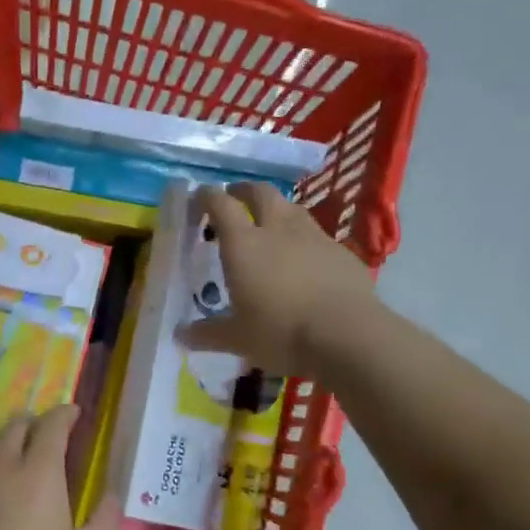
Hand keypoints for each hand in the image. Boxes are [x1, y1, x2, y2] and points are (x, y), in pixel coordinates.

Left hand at [0, 405, 122, 529]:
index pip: (52, 424)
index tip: (75, 414)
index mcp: (38, 472)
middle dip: (36, 425)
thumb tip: (112, 496)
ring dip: (9, 446)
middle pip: (17, 426)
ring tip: (21, 467)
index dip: (66, 414)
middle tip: (50, 441)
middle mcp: (0, 465)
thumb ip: (103, 521)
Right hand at [181, 182, 377, 376]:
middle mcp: (278, 230)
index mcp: (244, 244)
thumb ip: (208, 333)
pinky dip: (304, 239)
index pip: (221, 205)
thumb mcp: (237, 339)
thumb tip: (182, 335)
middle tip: (235, 198)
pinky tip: (304, 260)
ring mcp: (314, 237)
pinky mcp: (342, 252)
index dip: (208, 196)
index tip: (200, 197)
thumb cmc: (280, 333)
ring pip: (292, 209)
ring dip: (277, 210)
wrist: (347, 337)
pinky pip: (317, 236)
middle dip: (244, 191)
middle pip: (261, 193)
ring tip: (270, 225)